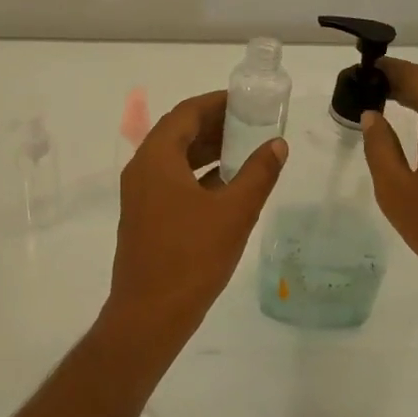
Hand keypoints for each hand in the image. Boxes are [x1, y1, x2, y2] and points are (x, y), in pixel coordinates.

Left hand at [104, 90, 287, 351]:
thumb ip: (258, 174)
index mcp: (157, 157)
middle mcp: (142, 168)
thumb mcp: (234, 213)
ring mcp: (140, 194)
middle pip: (178, 131)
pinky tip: (227, 184)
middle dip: (215, 125)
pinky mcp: (144, 215)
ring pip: (175, 157)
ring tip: (246, 149)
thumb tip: (277, 145)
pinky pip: (171, 179)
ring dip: (207, 150)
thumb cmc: (191, 258)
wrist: (149, 314)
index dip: (217, 102)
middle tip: (252, 123)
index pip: (186, 112)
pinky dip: (198, 174)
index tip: (247, 101)